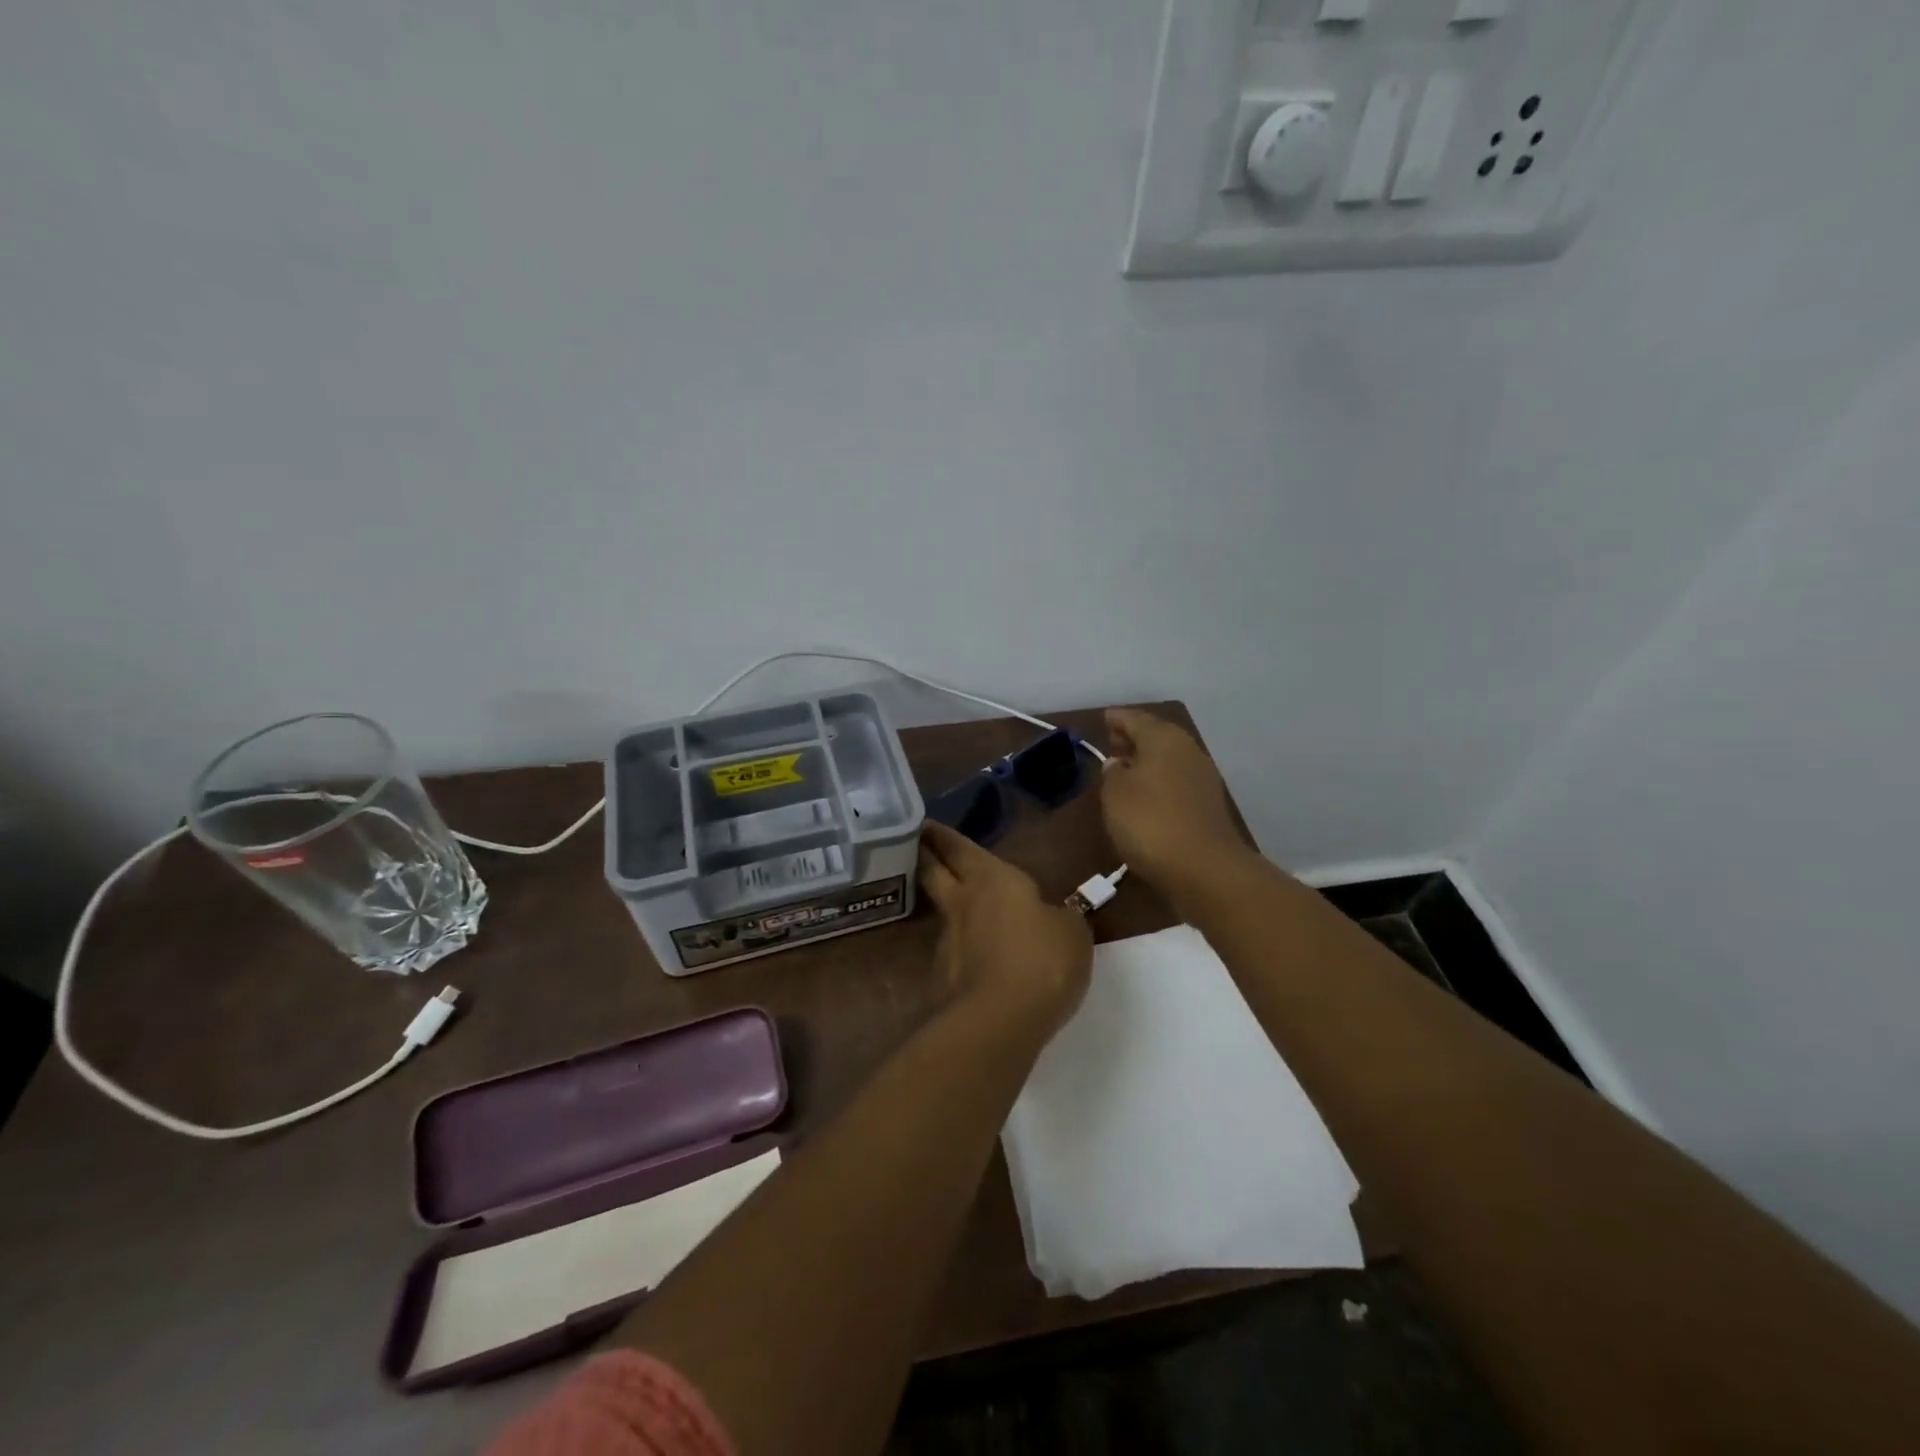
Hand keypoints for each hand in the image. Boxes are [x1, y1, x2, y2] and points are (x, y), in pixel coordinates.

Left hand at [917, 821, 1092, 1037]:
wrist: (1000, 1019)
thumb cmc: (1042, 959)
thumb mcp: (1071, 932)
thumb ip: (1059, 917)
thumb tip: (1051, 916)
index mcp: (991, 878)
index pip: (958, 847)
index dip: (942, 836)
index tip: (925, 825)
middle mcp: (961, 901)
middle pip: (932, 871)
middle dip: (925, 855)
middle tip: (918, 846)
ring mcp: (947, 939)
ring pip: (939, 910)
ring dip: (942, 902)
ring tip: (953, 900)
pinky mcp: (943, 976)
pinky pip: (950, 949)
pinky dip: (957, 944)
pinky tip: (971, 952)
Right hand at [1100, 708, 1247, 900]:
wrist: (1202, 868)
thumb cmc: (1149, 822)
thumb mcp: (1115, 794)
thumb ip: (1112, 773)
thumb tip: (1118, 764)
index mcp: (1163, 739)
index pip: (1136, 719)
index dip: (1118, 719)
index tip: (1104, 718)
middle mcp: (1187, 751)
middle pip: (1157, 736)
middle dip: (1134, 737)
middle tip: (1113, 741)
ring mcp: (1202, 779)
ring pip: (1169, 759)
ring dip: (1147, 761)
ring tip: (1124, 770)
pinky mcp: (1207, 805)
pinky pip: (1176, 781)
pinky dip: (1159, 781)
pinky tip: (1145, 795)